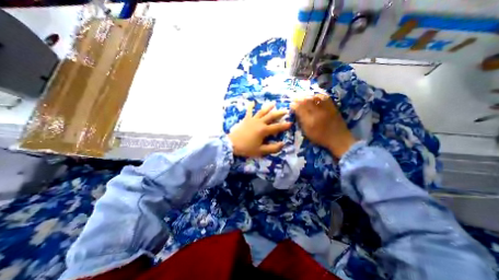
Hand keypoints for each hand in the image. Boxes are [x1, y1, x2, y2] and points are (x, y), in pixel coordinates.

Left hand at [229, 100, 292, 158]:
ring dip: (268, 107)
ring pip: (262, 112)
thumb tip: (282, 144)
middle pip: (271, 116)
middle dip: (279, 113)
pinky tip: (252, 102)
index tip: (291, 123)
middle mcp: (259, 123)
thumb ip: (272, 148)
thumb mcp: (261, 151)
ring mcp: (252, 120)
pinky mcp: (246, 119)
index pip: (277, 127)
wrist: (232, 144)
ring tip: (273, 103)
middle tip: (285, 110)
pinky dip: (251, 106)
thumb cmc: (247, 148)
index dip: (284, 126)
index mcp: (264, 130)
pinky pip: (249, 111)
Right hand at [291, 94, 355, 156]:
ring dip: (307, 95)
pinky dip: (317, 94)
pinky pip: (324, 96)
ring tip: (302, 96)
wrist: (338, 138)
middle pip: (307, 100)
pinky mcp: (332, 106)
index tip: (291, 105)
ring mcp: (326, 108)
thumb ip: (301, 121)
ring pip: (315, 97)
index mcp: (311, 120)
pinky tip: (313, 95)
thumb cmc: (320, 137)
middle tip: (295, 98)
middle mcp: (318, 112)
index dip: (294, 105)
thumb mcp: (307, 131)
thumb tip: (295, 111)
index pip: (300, 108)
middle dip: (299, 98)